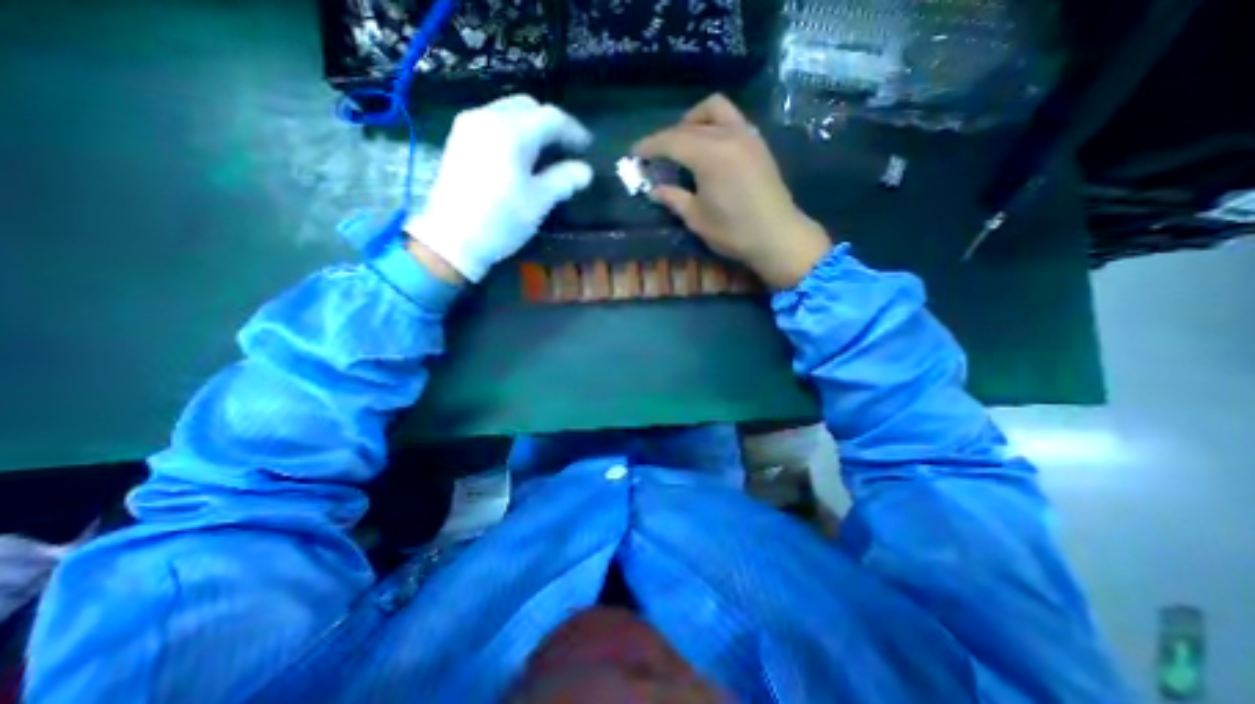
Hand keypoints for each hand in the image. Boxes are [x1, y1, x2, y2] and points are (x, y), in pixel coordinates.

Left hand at [405, 92, 592, 282]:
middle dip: (551, 124)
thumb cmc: (501, 220)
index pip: (551, 117)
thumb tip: (585, 171)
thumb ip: (564, 180)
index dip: (573, 131)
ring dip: (531, 127)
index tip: (587, 147)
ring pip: (508, 112)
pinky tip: (520, 155)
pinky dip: (513, 132)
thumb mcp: (539, 201)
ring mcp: (469, 126)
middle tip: (566, 148)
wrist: (452, 238)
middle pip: (527, 107)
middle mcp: (488, 117)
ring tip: (546, 152)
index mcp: (512, 131)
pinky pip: (493, 122)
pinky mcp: (459, 139)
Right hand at [633, 94, 831, 289]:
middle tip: (656, 156)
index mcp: (709, 155)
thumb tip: (655, 190)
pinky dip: (713, 124)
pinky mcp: (757, 142)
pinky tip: (708, 147)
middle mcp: (728, 135)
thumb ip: (674, 199)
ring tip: (683, 142)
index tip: (635, 153)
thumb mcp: (697, 218)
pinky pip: (731, 119)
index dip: (650, 146)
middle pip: (689, 124)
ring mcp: (746, 135)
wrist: (778, 235)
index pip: (671, 140)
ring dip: (693, 120)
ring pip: (715, 109)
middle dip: (668, 136)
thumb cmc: (734, 232)